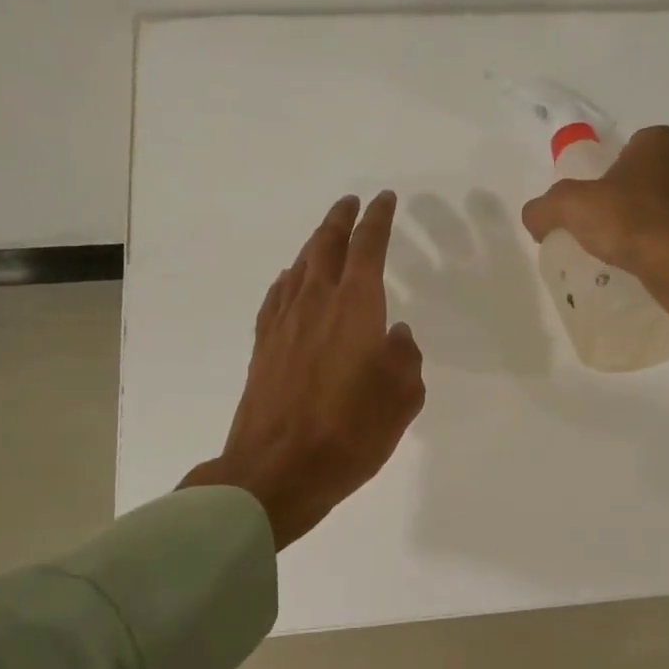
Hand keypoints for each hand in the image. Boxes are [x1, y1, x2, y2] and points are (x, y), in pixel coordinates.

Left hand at [179, 192, 424, 548]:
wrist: (277, 470)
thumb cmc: (350, 433)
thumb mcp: (402, 398)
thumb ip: (405, 357)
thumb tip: (395, 333)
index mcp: (356, 308)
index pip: (368, 247)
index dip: (378, 219)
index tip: (385, 199)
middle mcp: (316, 303)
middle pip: (325, 246)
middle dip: (340, 219)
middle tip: (351, 203)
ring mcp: (283, 323)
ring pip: (299, 267)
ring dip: (314, 245)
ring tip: (325, 236)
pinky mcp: (262, 346)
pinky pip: (276, 297)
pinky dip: (287, 280)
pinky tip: (289, 281)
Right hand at [521, 126, 668, 341]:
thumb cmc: (632, 225)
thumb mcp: (571, 210)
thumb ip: (546, 208)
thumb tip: (535, 217)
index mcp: (659, 146)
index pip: (641, 142)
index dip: (624, 165)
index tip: (608, 194)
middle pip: (668, 171)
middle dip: (651, 190)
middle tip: (624, 222)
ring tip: (649, 247)